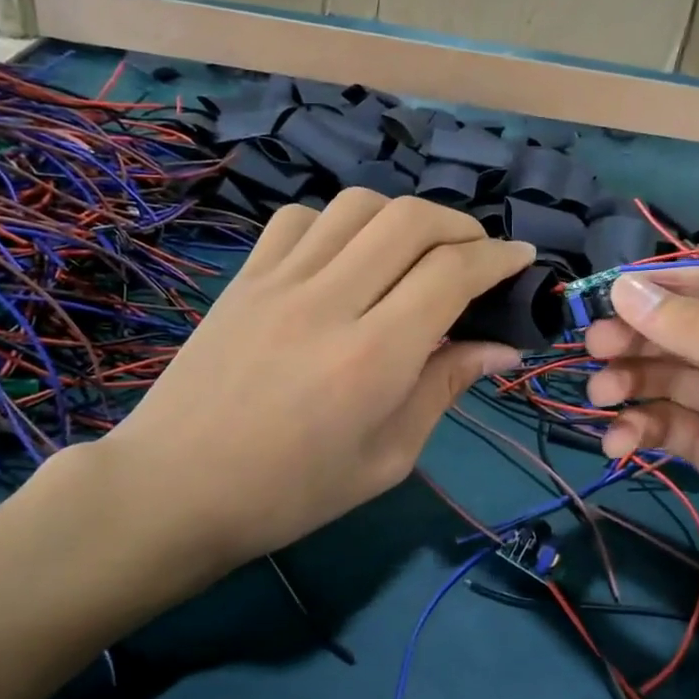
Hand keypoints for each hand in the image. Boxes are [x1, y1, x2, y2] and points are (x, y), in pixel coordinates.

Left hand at [91, 189, 534, 579]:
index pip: (452, 272)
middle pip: (411, 219)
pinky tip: (346, 256)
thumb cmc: (291, 493)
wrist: (175, 490)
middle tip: (478, 254)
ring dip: (403, 217)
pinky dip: (339, 223)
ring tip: (416, 251)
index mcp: (374, 356)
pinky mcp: (244, 278)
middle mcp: (330, 301)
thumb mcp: (387, 458)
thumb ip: (445, 388)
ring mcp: (280, 281)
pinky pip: (300, 219)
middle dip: (461, 226)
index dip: (499, 257)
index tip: (523, 260)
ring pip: (357, 206)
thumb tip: (501, 347)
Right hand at [585, 270, 698, 632]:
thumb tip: (625, 290)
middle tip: (593, 346)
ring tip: (601, 395)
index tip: (606, 293)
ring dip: (631, 382)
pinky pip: (669, 427)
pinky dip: (639, 429)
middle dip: (639, 336)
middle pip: (688, 333)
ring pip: (670, 379)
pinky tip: (619, 444)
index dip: (664, 287)